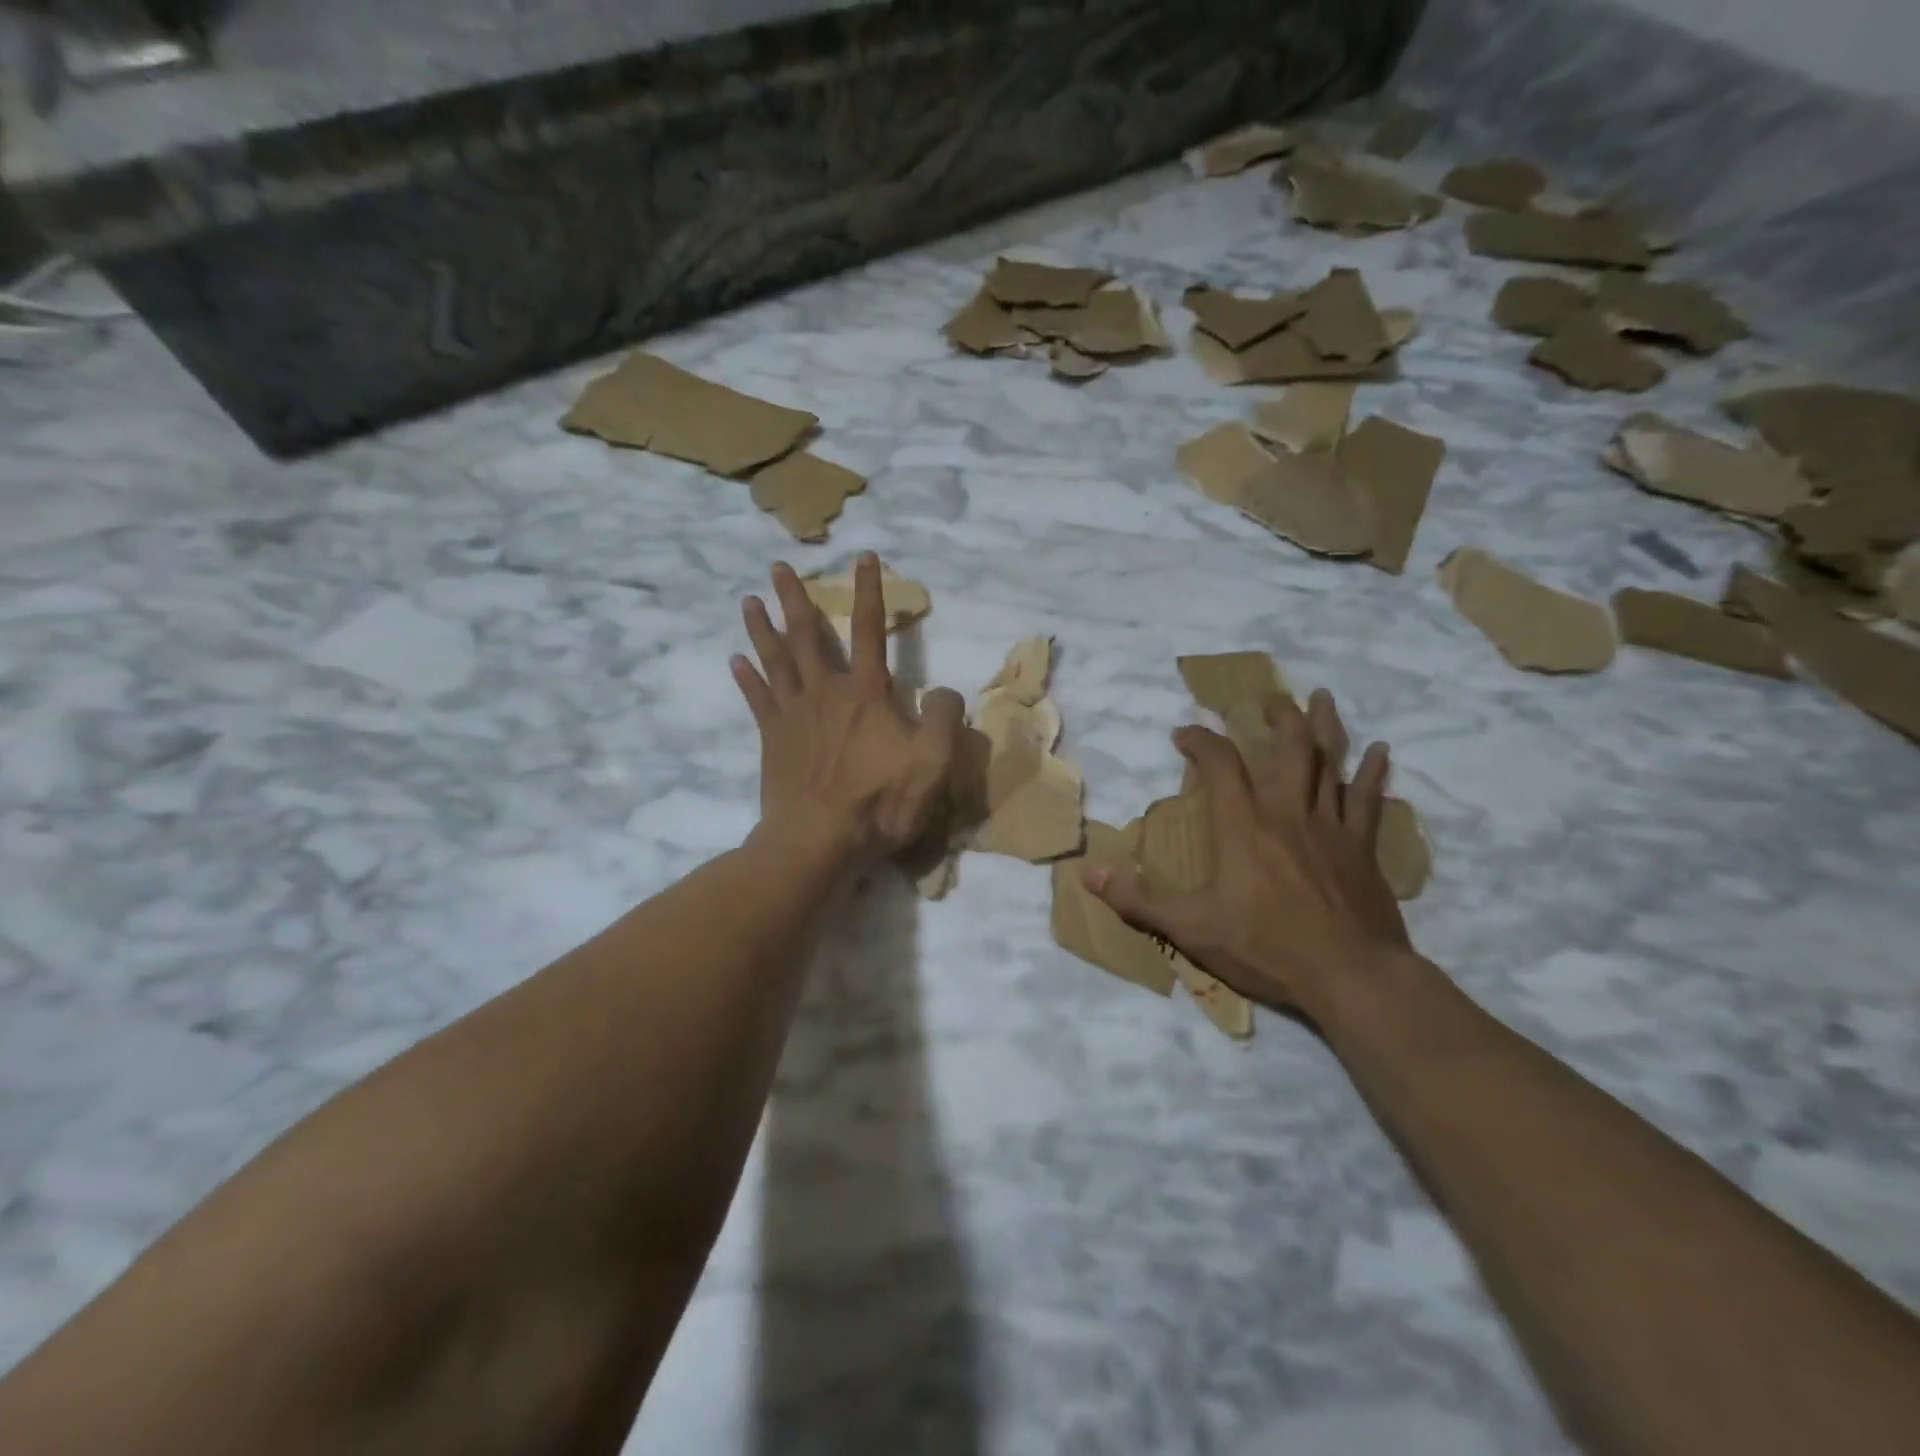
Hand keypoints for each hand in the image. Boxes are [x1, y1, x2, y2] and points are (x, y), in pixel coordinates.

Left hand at [733, 555, 964, 873]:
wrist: (817, 841)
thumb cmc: (878, 802)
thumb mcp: (932, 762)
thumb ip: (943, 717)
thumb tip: (944, 691)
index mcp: (866, 693)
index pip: (869, 630)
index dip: (869, 592)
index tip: (863, 557)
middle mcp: (825, 692)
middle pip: (807, 635)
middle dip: (793, 598)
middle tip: (777, 567)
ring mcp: (793, 715)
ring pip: (775, 660)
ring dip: (762, 628)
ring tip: (748, 600)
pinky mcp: (772, 739)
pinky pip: (757, 699)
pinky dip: (747, 678)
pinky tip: (736, 660)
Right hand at [1084, 689, 1412, 1020]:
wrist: (1351, 977)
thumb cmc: (1266, 948)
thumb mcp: (1190, 927)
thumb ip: (1138, 899)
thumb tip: (1088, 874)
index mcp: (1244, 825)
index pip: (1219, 764)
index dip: (1200, 740)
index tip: (1183, 732)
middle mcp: (1287, 812)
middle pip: (1288, 747)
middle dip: (1277, 715)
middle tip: (1267, 697)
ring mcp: (1330, 827)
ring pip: (1330, 762)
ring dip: (1325, 726)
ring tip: (1323, 696)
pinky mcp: (1362, 848)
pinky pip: (1368, 800)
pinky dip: (1374, 773)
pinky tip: (1381, 751)